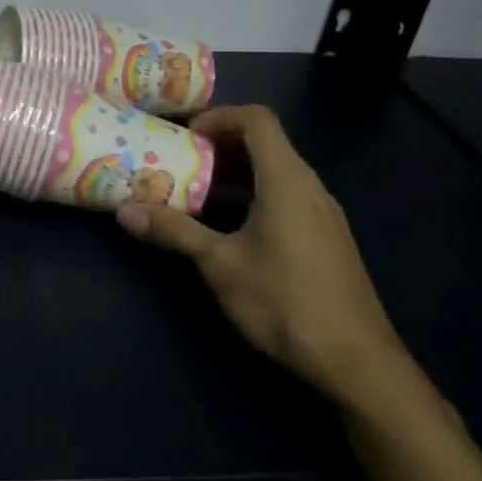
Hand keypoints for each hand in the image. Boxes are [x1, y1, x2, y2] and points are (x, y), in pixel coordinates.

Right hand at [115, 104, 406, 407]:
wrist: (357, 363)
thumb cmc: (285, 302)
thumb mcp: (220, 264)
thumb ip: (173, 231)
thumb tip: (124, 211)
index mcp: (286, 180)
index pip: (256, 119)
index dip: (218, 117)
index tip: (184, 138)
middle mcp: (310, 186)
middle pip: (265, 143)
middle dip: (219, 145)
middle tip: (179, 162)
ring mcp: (323, 213)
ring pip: (276, 172)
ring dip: (235, 173)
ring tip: (196, 193)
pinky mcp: (327, 238)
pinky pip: (286, 196)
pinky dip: (254, 195)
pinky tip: (230, 229)